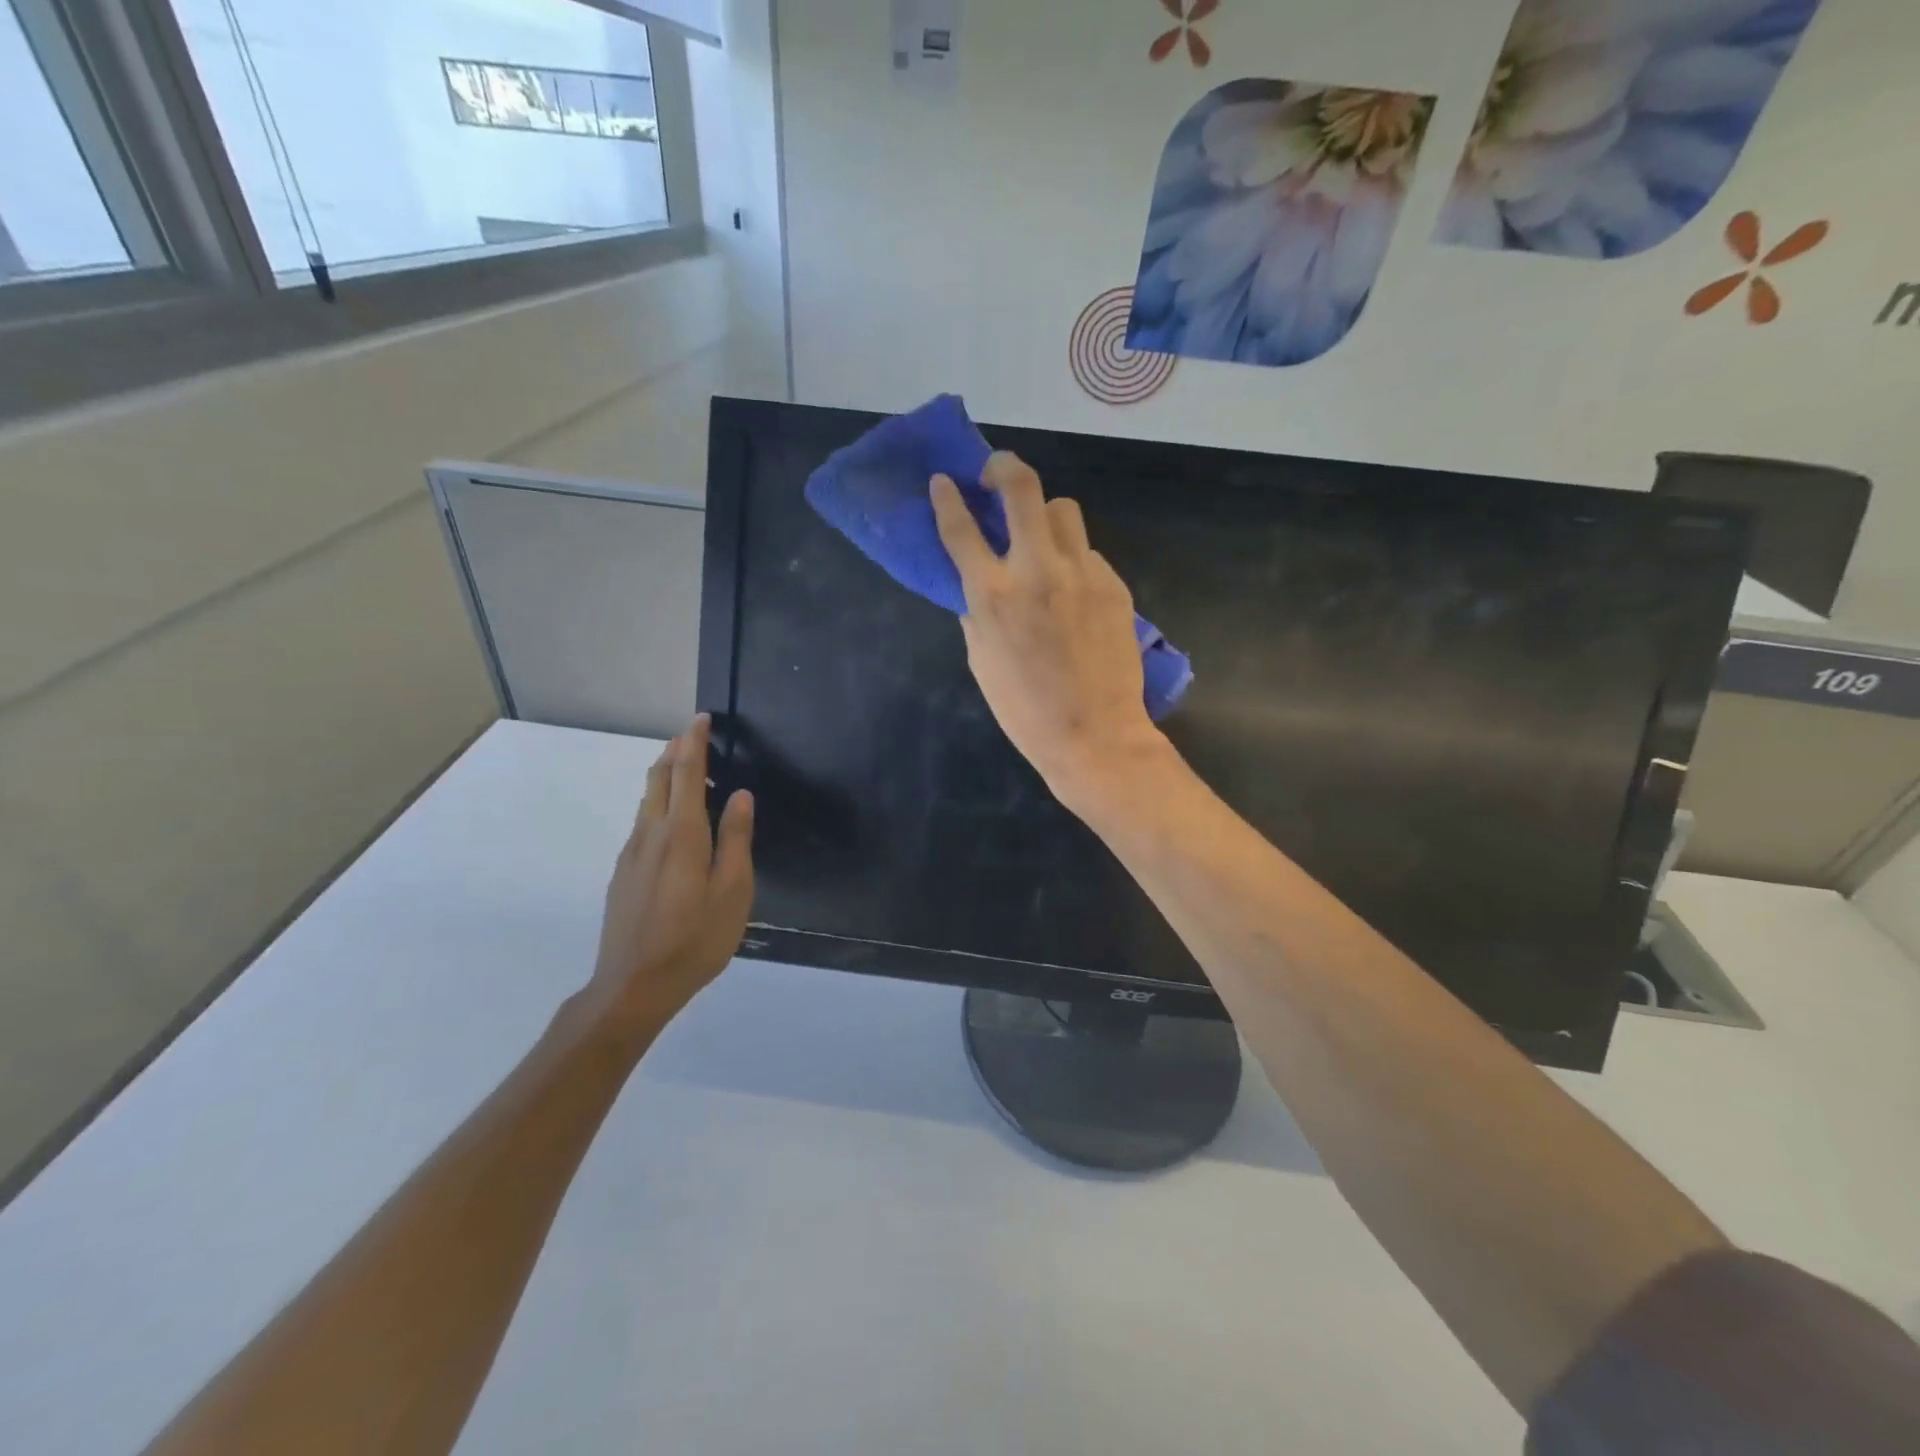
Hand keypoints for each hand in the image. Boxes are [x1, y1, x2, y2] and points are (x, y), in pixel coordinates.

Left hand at [584, 715, 753, 1038]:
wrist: (633, 986)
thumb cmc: (694, 939)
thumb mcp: (732, 891)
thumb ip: (736, 839)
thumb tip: (741, 795)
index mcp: (682, 834)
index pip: (685, 773)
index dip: (693, 742)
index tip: (701, 718)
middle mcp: (651, 834)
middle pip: (658, 778)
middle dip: (675, 750)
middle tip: (693, 734)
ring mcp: (631, 853)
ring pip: (646, 799)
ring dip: (664, 774)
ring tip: (685, 768)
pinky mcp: (623, 873)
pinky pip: (642, 821)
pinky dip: (658, 802)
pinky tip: (672, 819)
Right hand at [931, 453, 1170, 811]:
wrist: (1095, 736)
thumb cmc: (1025, 711)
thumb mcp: (982, 662)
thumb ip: (975, 612)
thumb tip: (974, 585)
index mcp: (994, 595)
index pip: (961, 529)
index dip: (947, 499)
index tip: (942, 481)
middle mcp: (1038, 570)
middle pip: (1022, 488)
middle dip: (1003, 467)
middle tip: (995, 475)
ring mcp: (1082, 573)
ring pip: (1064, 510)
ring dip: (1044, 514)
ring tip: (1039, 538)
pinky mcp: (1114, 585)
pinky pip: (1088, 552)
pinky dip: (1073, 559)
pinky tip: (1072, 590)